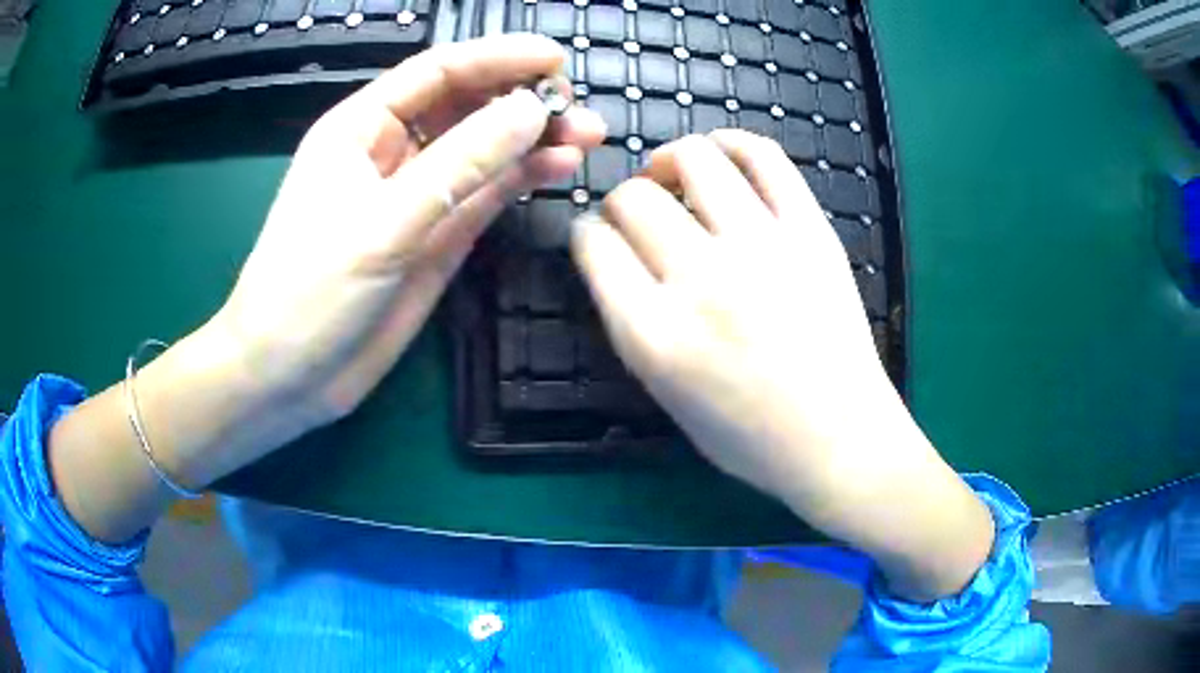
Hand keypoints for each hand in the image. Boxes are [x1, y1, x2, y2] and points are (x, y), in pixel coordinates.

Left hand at [211, 35, 603, 435]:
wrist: (291, 376)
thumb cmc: (310, 293)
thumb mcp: (381, 224)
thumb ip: (458, 165)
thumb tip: (531, 110)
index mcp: (361, 128)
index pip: (437, 72)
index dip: (496, 57)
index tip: (555, 58)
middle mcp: (392, 151)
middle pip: (467, 106)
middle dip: (523, 100)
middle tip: (579, 110)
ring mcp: (419, 195)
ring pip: (483, 150)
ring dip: (533, 139)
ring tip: (587, 137)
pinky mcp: (438, 236)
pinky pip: (486, 194)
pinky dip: (523, 178)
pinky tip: (559, 168)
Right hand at [572, 131, 993, 600]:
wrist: (841, 441)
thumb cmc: (750, 438)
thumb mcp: (666, 398)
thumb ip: (632, 325)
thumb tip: (619, 261)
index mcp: (655, 336)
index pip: (594, 246)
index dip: (586, 233)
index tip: (598, 237)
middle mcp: (702, 281)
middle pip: (634, 198)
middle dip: (622, 200)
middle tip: (639, 216)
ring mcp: (762, 248)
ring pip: (692, 159)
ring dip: (668, 160)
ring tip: (674, 176)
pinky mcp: (810, 231)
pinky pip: (763, 156)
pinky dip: (731, 141)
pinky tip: (721, 154)